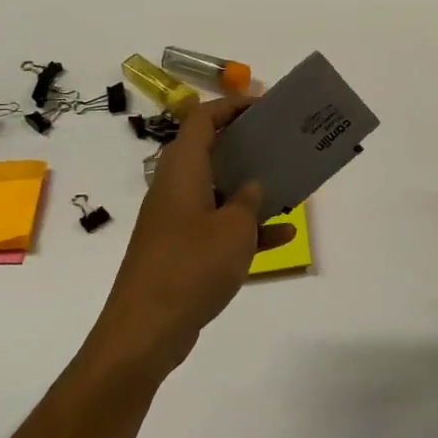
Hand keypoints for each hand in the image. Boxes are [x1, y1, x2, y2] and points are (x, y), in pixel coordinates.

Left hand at [95, 98, 296, 378]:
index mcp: (182, 172)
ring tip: (290, 184)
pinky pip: (219, 227)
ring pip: (219, 191)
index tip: (265, 107)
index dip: (232, 106)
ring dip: (251, 188)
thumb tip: (252, 187)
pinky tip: (283, 235)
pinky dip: (248, 228)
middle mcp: (176, 190)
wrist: (146, 331)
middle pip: (211, 153)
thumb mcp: (234, 228)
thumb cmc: (191, 266)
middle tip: (281, 143)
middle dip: (247, 146)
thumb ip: (249, 201)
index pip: (202, 120)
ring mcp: (177, 222)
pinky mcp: (182, 252)